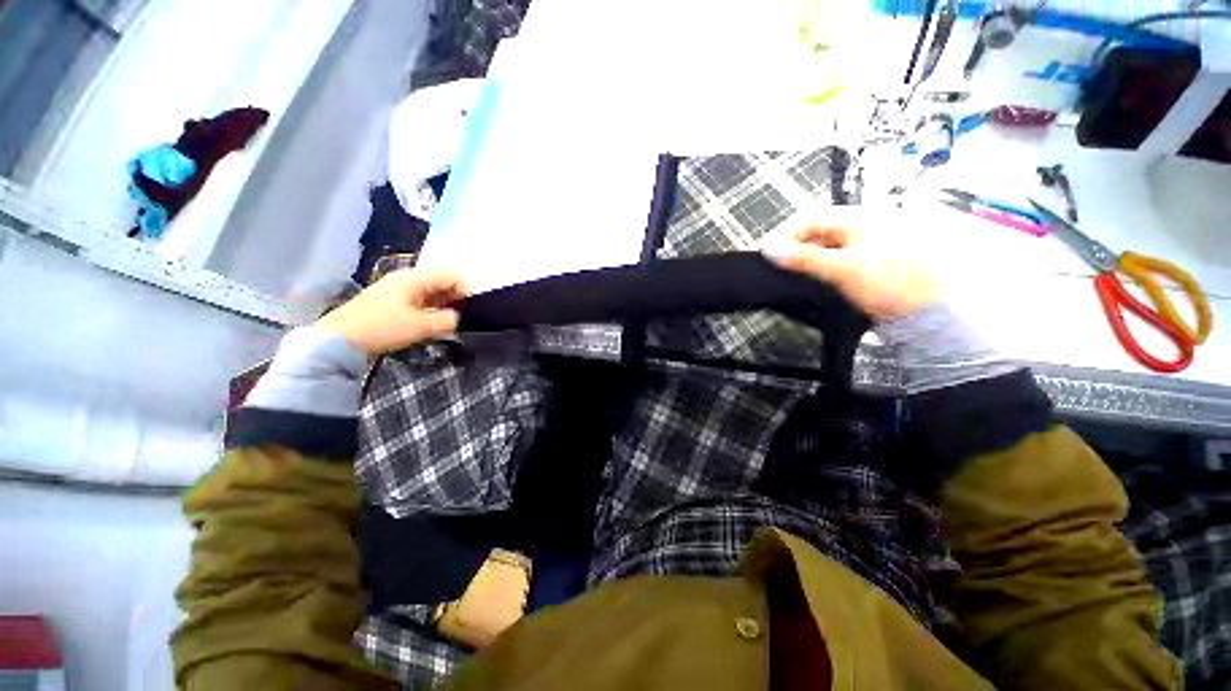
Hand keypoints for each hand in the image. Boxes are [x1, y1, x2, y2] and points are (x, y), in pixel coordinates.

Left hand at [316, 269, 468, 354]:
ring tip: (447, 325)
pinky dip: (429, 312)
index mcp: (413, 279)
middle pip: (439, 283)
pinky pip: (418, 303)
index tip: (470, 310)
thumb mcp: (421, 326)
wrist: (338, 341)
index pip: (449, 276)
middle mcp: (405, 280)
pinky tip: (430, 326)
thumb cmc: (382, 328)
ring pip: (429, 295)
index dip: (464, 290)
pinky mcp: (389, 305)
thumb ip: (447, 321)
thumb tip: (457, 318)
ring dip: (441, 307)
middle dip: (454, 299)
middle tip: (460, 319)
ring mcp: (396, 292)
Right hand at [761, 207, 937, 321]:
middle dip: (794, 247)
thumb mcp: (842, 269)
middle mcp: (861, 227)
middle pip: (817, 231)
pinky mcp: (867, 265)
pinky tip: (813, 281)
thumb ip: (804, 258)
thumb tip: (768, 249)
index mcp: (858, 219)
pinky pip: (834, 261)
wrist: (931, 313)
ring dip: (805, 259)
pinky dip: (818, 269)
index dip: (785, 232)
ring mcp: (865, 246)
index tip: (768, 253)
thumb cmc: (890, 283)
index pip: (810, 216)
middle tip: (777, 266)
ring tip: (791, 276)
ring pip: (824, 247)